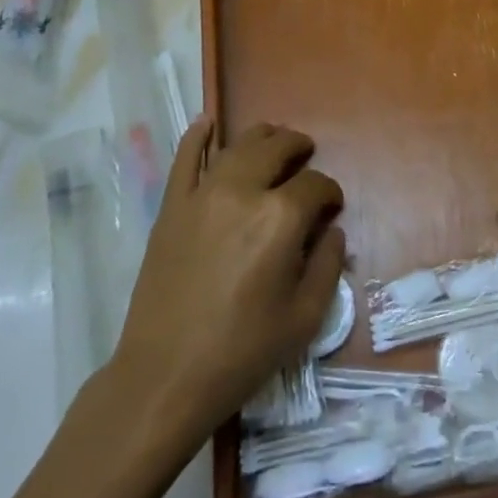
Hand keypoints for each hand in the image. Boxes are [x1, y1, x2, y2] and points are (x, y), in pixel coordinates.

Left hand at [109, 118, 345, 446]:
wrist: (165, 375)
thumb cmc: (242, 352)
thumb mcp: (305, 318)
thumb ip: (327, 265)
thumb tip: (332, 231)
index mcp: (280, 217)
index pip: (315, 185)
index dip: (330, 192)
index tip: (332, 206)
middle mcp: (243, 191)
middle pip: (277, 148)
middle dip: (299, 147)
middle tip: (306, 156)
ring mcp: (202, 194)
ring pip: (237, 145)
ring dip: (262, 136)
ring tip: (274, 139)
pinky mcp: (172, 206)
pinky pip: (185, 159)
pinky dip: (197, 136)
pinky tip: (206, 122)